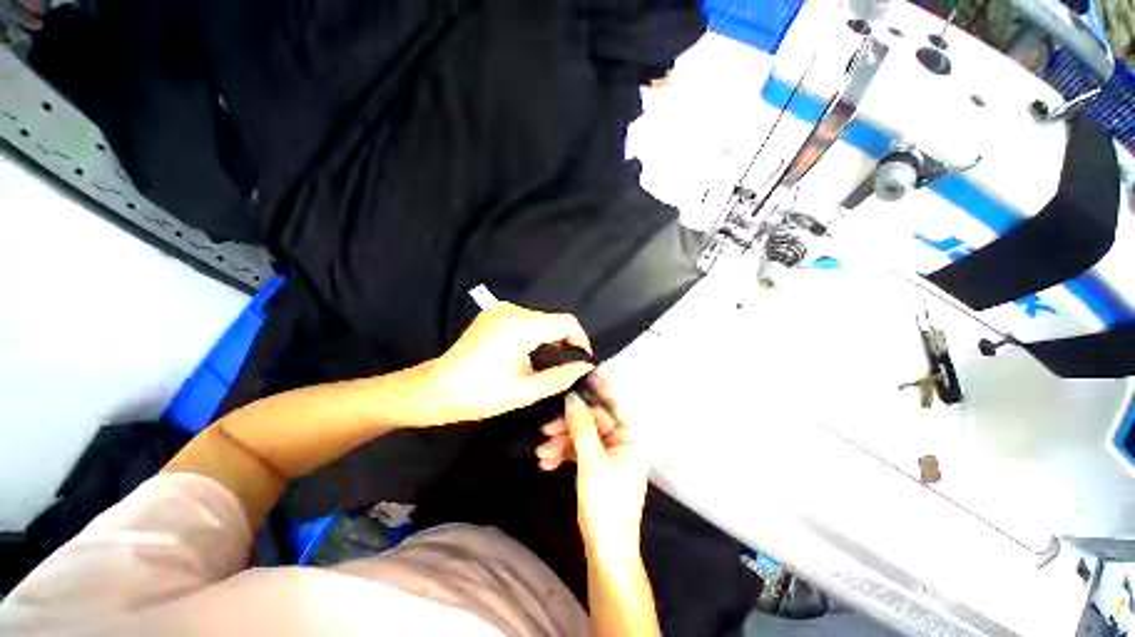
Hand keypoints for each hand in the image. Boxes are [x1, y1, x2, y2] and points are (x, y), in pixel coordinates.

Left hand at [419, 302, 594, 424]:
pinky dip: (536, 337)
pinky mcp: (495, 314)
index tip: (583, 362)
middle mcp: (512, 310)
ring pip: (542, 321)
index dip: (581, 341)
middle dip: (565, 344)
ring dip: (550, 341)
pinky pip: (527, 322)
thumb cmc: (478, 395)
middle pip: (554, 321)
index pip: (566, 322)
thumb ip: (561, 377)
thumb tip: (585, 367)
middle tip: (567, 370)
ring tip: (549, 366)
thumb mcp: (525, 391)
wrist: (435, 389)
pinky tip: (532, 357)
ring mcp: (501, 309)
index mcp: (520, 326)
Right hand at [544, 382, 649, 562]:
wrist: (606, 550)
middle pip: (593, 420)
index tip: (582, 374)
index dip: (601, 387)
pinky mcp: (598, 464)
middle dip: (568, 425)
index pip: (617, 402)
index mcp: (632, 436)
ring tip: (541, 453)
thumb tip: (572, 397)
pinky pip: (580, 450)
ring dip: (561, 441)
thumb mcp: (591, 460)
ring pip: (583, 435)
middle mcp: (623, 440)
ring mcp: (610, 452)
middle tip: (545, 429)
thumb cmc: (606, 503)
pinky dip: (564, 454)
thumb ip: (582, 426)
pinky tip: (547, 462)